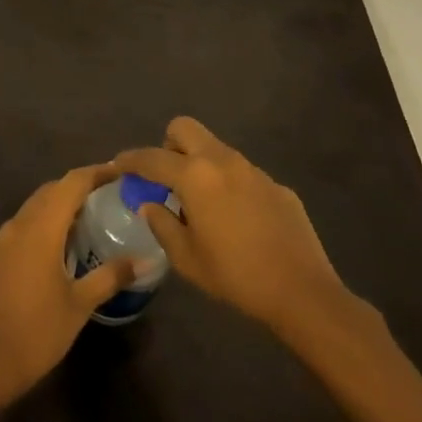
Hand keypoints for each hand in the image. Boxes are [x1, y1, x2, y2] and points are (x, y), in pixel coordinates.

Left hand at [0, 162, 137, 404]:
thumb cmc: (38, 332)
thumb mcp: (79, 305)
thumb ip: (110, 276)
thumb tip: (143, 260)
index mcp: (41, 228)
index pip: (71, 183)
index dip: (95, 173)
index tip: (117, 171)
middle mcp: (16, 225)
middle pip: (48, 193)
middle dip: (74, 190)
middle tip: (102, 198)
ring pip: (29, 213)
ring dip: (52, 212)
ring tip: (78, 226)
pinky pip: (13, 235)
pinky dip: (33, 234)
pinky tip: (44, 257)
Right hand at [116, 118, 361, 346]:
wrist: (303, 292)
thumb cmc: (236, 275)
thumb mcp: (186, 258)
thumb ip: (162, 224)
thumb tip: (150, 205)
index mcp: (195, 176)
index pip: (151, 157)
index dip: (130, 160)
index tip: (119, 165)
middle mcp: (223, 162)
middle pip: (184, 128)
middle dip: (168, 145)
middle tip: (166, 177)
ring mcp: (254, 171)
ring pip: (216, 149)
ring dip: (200, 165)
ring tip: (201, 203)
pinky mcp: (277, 186)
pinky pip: (243, 174)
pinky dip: (230, 186)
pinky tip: (238, 220)